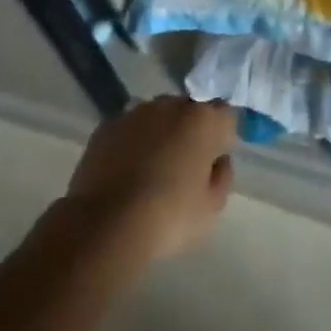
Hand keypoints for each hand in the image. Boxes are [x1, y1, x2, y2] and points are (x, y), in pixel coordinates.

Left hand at [63, 96, 237, 261]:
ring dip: (160, 134)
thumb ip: (223, 177)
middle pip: (189, 111)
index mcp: (204, 120)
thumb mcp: (212, 208)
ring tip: (150, 171)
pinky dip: (131, 143)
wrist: (105, 225)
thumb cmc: (169, 217)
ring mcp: (136, 113)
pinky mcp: (107, 126)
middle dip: (190, 131)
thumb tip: (218, 160)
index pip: (225, 114)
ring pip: (157, 117)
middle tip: (183, 167)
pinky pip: (128, 129)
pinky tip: (124, 173)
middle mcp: (171, 105)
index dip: (223, 136)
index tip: (215, 160)